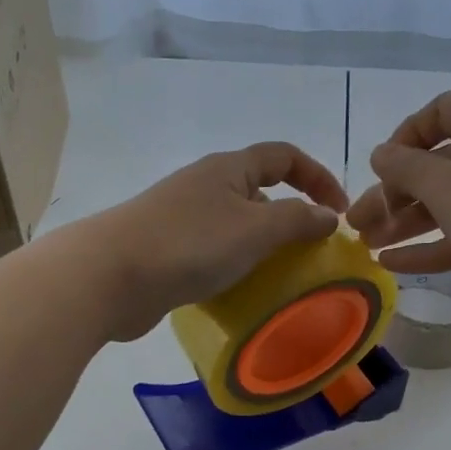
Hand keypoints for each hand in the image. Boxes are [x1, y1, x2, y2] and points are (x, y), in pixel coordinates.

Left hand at [74, 142, 348, 340]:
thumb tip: (329, 216)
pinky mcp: (167, 251)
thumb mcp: (256, 229)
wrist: (110, 276)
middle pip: (260, 190)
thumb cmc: (189, 244)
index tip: (340, 212)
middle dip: (291, 216)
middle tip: (312, 252)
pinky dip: (235, 266)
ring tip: (283, 276)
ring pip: (236, 225)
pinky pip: (214, 252)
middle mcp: (205, 186)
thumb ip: (298, 220)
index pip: (284, 156)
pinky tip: (242, 292)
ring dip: (263, 246)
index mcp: (228, 169)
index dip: (318, 176)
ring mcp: (182, 218)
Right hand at [348, 90, 450, 334]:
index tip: (379, 168)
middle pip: (438, 164)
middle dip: (393, 193)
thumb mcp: (446, 186)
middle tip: (356, 223)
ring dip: (406, 222)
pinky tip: (393, 265)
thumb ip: (405, 167)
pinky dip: (431, 245)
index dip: (405, 136)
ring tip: (366, 246)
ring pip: (449, 203)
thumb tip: (382, 153)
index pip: (441, 111)